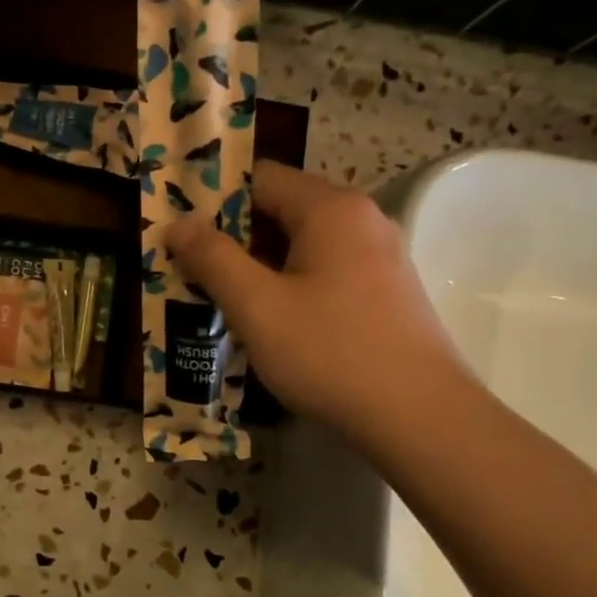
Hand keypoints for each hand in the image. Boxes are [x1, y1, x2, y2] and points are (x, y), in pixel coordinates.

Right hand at [165, 160, 471, 439]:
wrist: (419, 417)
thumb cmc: (330, 353)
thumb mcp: (257, 306)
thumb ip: (213, 259)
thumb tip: (177, 224)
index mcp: (331, 209)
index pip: (260, 179)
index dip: (213, 201)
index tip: (180, 233)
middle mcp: (361, 220)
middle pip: (282, 210)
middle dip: (233, 238)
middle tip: (191, 271)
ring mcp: (380, 256)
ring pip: (303, 245)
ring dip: (259, 267)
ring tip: (221, 299)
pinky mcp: (386, 292)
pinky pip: (326, 272)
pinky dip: (291, 285)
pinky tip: (270, 322)